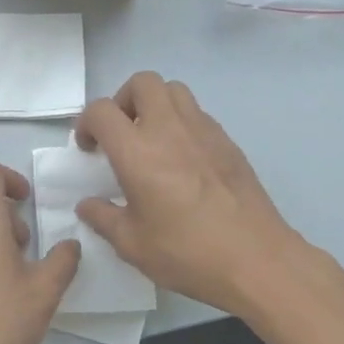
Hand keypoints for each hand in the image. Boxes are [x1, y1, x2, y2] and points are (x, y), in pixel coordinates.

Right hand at [75, 72, 320, 322]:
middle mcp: (169, 129)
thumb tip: (88, 204)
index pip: (101, 111)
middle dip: (123, 100)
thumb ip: (103, 218)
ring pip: (174, 90)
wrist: (257, 261)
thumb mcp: (132, 245)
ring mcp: (203, 131)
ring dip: (155, 105)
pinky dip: (181, 123)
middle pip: (142, 83)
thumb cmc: (187, 253)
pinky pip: (198, 114)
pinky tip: (182, 159)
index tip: (89, 149)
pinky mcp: (228, 142)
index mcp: (137, 152)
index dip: (86, 123)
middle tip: (121, 134)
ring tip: (151, 140)